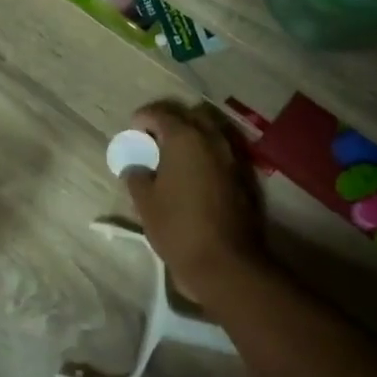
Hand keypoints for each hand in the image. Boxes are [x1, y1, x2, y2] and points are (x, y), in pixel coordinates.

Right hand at [123, 101, 266, 305]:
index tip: (133, 128)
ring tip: (173, 157)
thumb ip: (136, 176)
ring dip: (191, 137)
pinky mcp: (243, 178)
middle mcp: (212, 140)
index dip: (144, 117)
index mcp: (185, 139)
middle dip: (171, 121)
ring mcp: (232, 158)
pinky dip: (205, 155)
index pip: (162, 113)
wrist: (225, 262)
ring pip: (210, 134)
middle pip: (191, 116)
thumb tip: (136, 167)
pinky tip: (192, 174)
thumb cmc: (177, 227)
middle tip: (154, 138)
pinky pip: (221, 154)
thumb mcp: (144, 202)